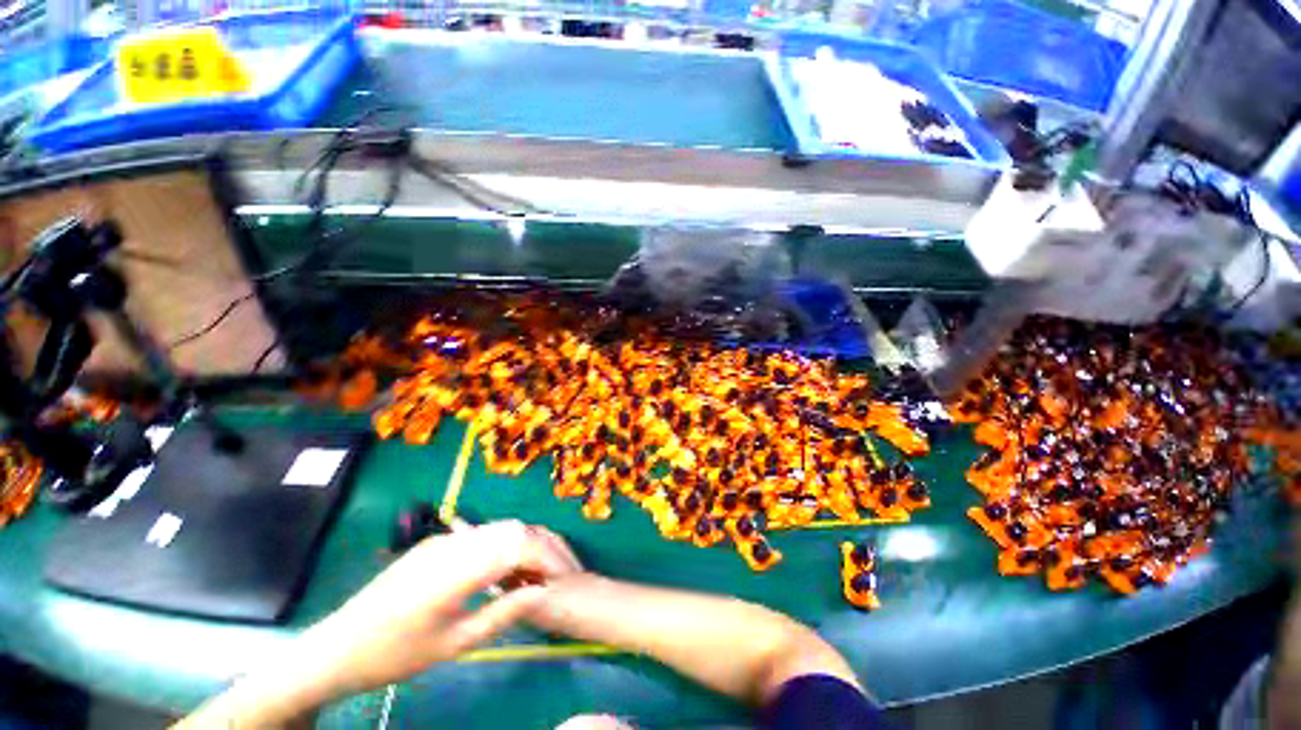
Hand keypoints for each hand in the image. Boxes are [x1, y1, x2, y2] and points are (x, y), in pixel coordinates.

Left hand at [304, 520, 582, 695]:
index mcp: (454, 572)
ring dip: (521, 543)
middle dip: (539, 547)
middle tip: (550, 574)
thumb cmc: (395, 655)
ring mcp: (441, 539)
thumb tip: (543, 592)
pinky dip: (502, 544)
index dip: (545, 559)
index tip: (561, 578)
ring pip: (498, 527)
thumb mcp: (453, 645)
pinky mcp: (435, 541)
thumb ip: (502, 614)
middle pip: (511, 529)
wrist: (336, 648)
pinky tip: (502, 566)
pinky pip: (480, 533)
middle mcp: (451, 544)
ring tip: (531, 571)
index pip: (516, 547)